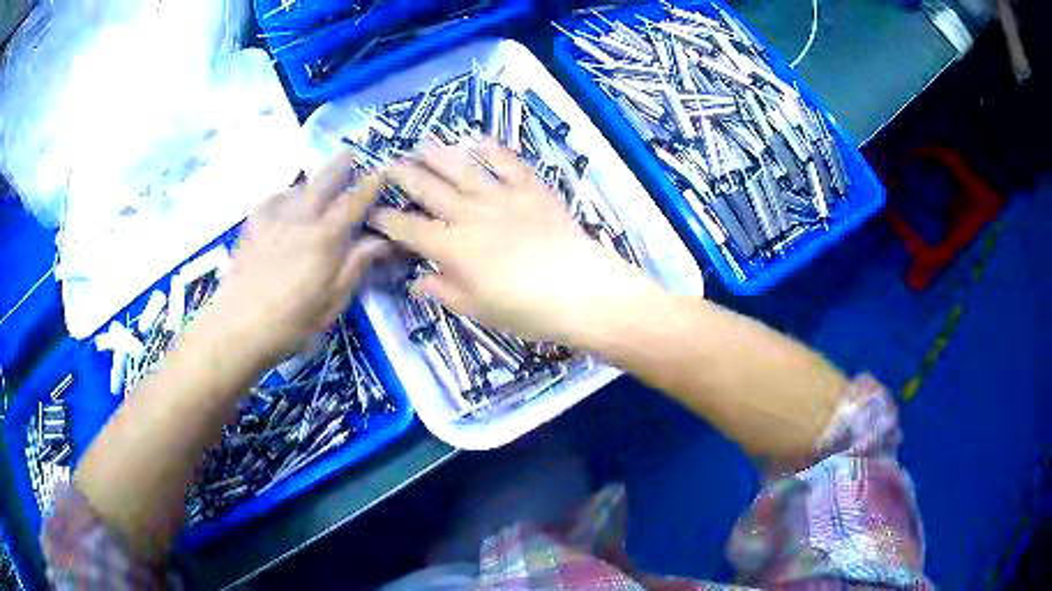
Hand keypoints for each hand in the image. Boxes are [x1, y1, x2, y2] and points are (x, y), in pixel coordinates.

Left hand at [206, 153, 389, 363]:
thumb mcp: (333, 301)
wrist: (237, 327)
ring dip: (313, 180)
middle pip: (324, 181)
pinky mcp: (252, 226)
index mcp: (325, 237)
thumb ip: (356, 265)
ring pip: (298, 187)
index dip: (371, 185)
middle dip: (341, 165)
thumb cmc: (291, 322)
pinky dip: (285, 194)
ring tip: (319, 182)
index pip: (355, 202)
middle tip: (351, 153)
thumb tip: (382, 240)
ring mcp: (273, 218)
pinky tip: (285, 201)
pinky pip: (273, 199)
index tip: (382, 171)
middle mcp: (301, 218)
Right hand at [371, 140, 661, 346]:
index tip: (373, 213)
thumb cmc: (527, 310)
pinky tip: (480, 139)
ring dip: (439, 155)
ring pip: (463, 169)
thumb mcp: (478, 309)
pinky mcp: (532, 190)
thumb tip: (417, 282)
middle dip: (404, 176)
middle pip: (429, 190)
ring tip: (422, 143)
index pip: (409, 229)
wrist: (582, 291)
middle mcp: (470, 214)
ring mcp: (502, 197)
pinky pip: (509, 163)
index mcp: (452, 247)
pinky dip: (494, 149)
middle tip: (388, 165)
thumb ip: (444, 291)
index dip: (388, 221)